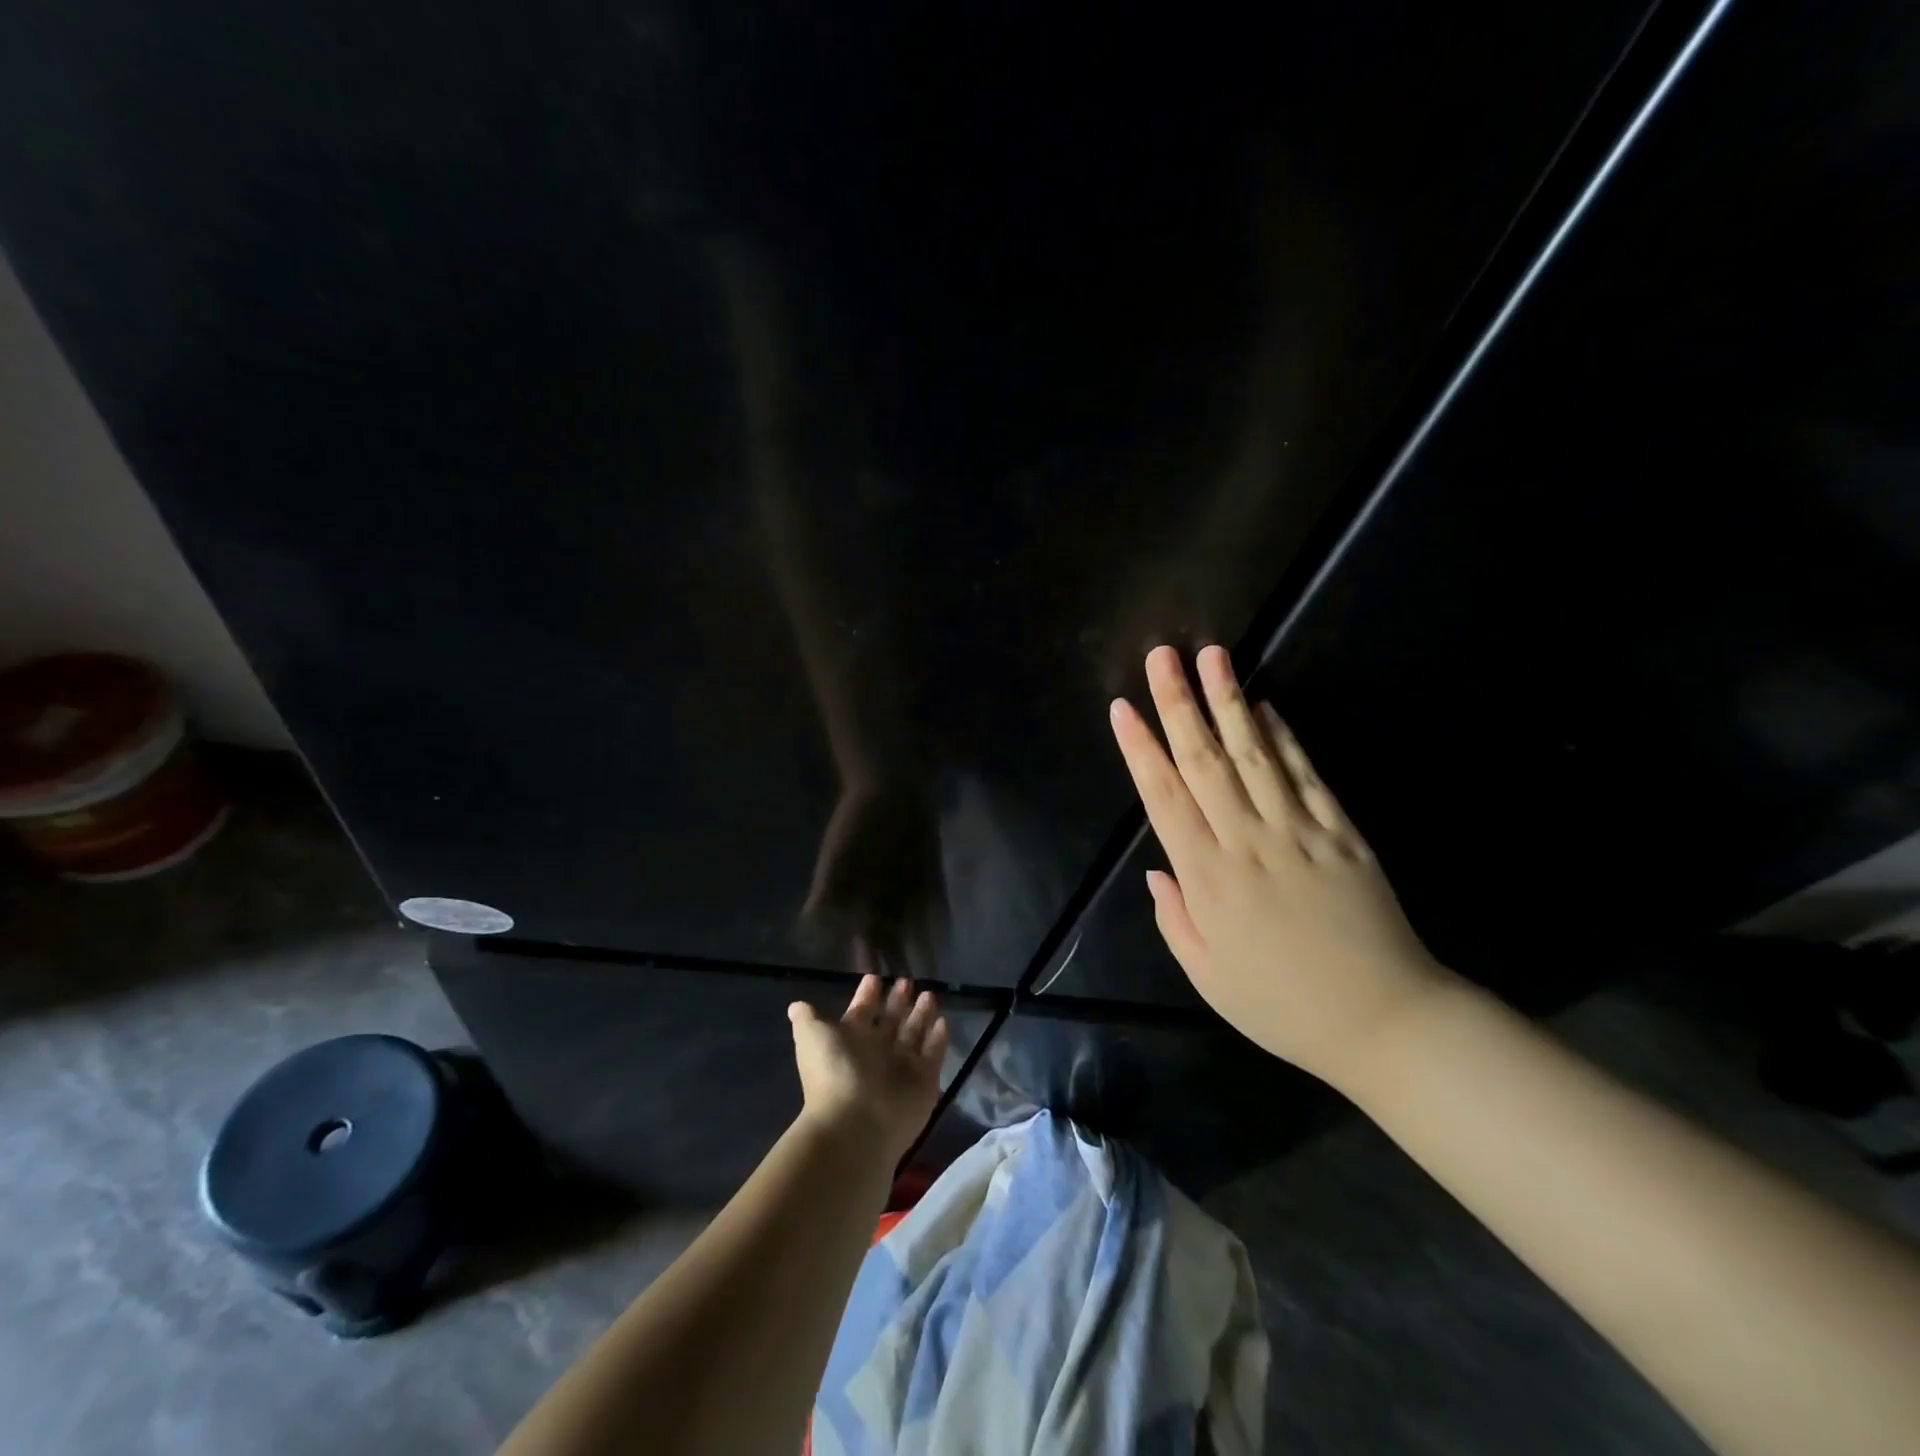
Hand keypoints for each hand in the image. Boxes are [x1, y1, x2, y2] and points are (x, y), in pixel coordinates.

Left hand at [789, 969, 947, 1161]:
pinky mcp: (925, 1081)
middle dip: (898, 1001)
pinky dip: (939, 1039)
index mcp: (851, 1041)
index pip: (861, 1012)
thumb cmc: (834, 1072)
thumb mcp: (812, 1038)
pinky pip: (934, 1055)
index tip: (875, 977)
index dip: (867, 995)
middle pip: (890, 1021)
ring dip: (921, 1015)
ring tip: (929, 994)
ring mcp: (902, 1068)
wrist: (857, 1124)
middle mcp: (877, 1052)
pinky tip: (943, 1021)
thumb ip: (808, 1019)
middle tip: (907, 981)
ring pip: (914, 1034)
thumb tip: (796, 1006)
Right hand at [802, 778, 945, 978]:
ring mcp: (909, 888)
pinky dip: (939, 921)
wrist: (889, 790)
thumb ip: (826, 891)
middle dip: (896, 964)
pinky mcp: (929, 876)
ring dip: (920, 949)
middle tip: (903, 997)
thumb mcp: (837, 855)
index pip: (863, 937)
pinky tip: (945, 940)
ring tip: (928, 979)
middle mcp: (884, 899)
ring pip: (914, 927)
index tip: (871, 989)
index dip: (868, 962)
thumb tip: (805, 928)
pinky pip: (936, 904)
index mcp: (859, 898)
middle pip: (890, 939)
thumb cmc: (857, 822)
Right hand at [1108, 644, 1454, 1091]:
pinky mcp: (1341, 833)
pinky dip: (1285, 738)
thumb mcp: (1208, 976)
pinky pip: (1306, 776)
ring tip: (1212, 657)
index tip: (1123, 708)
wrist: (1385, 1021)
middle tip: (1162, 657)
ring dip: (1228, 703)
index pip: (1164, 798)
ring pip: (1254, 755)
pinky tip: (1266, 707)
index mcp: (1209, 879)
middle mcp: (1248, 842)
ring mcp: (1298, 832)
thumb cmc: (1282, 1004)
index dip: (1141, 750)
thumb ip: (1174, 918)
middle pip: (1205, 762)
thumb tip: (1157, 870)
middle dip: (1179, 705)